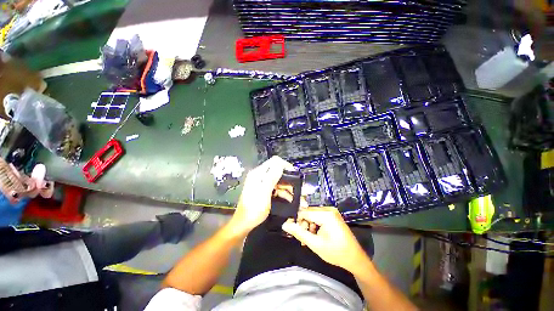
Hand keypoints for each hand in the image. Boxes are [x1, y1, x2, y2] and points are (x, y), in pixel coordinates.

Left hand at [230, 156, 294, 234]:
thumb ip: (272, 177)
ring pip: (277, 180)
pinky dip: (281, 191)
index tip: (294, 174)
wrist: (244, 223)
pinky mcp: (262, 189)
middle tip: (295, 187)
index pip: (274, 161)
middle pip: (276, 170)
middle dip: (287, 178)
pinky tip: (288, 198)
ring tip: (294, 195)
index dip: (285, 165)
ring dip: (286, 186)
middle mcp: (259, 175)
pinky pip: (274, 187)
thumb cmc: (254, 209)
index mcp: (258, 173)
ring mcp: (260, 182)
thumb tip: (281, 164)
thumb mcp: (264, 192)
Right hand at [282, 207, 368, 273]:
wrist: (355, 258)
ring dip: (308, 226)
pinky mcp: (332, 215)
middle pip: (308, 213)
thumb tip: (285, 225)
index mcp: (326, 214)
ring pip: (312, 215)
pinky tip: (315, 235)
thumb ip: (299, 233)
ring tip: (309, 239)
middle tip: (303, 239)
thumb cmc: (336, 252)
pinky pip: (318, 216)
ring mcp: (331, 212)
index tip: (292, 231)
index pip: (304, 212)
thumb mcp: (315, 244)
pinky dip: (314, 225)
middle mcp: (328, 209)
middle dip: (303, 225)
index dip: (296, 221)